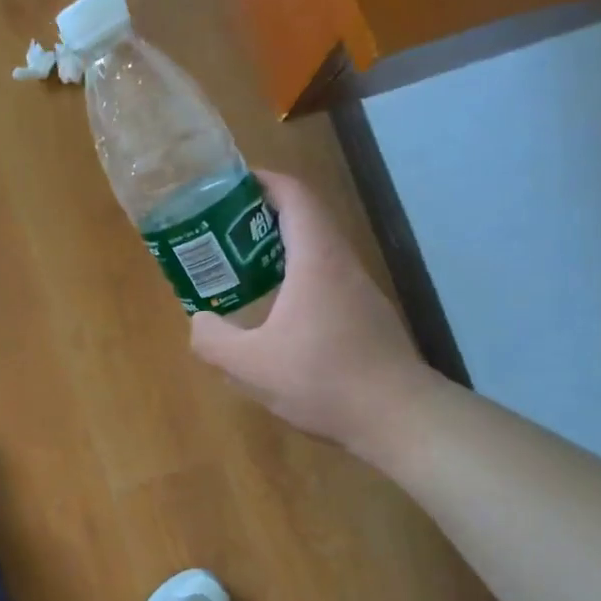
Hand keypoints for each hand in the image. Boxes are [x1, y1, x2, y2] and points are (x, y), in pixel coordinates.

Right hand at [189, 171, 432, 454]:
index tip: (231, 183)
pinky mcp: (367, 317)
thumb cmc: (324, 380)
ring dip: (279, 250)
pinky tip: (275, 313)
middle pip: (306, 219)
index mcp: (316, 261)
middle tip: (222, 230)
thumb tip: (200, 320)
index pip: (295, 197)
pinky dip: (295, 278)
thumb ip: (212, 340)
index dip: (264, 181)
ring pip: (317, 252)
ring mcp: (360, 292)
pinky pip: (325, 280)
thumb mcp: (251, 366)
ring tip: (240, 268)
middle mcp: (342, 265)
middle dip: (262, 216)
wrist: (400, 419)